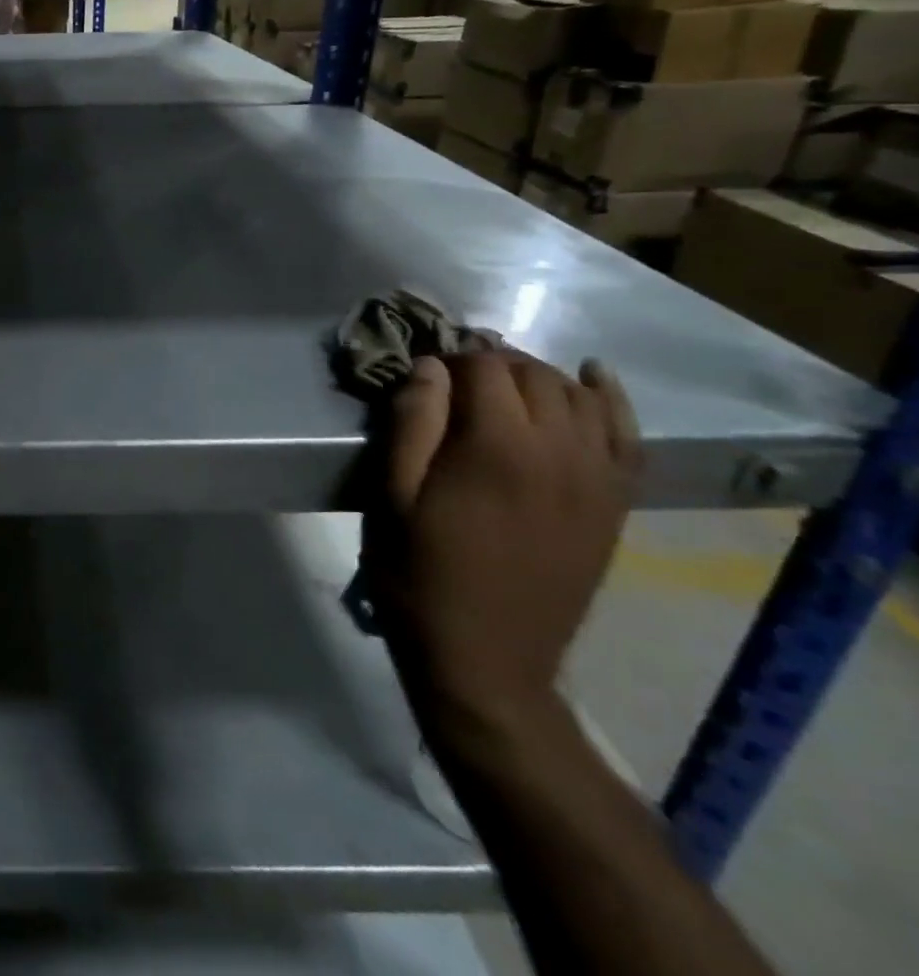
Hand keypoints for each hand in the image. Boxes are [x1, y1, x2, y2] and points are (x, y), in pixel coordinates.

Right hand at [363, 350, 639, 744]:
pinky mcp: (613, 505)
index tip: (422, 370)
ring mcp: (597, 480)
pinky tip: (595, 379)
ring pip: (580, 397)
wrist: (485, 661)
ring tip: (503, 382)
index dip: (450, 357)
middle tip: (452, 377)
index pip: (484, 367)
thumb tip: (429, 366)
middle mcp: (560, 452)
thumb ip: (411, 423)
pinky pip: (627, 437)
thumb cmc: (419, 573)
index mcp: (498, 447)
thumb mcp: (390, 496)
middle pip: (535, 375)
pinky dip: (612, 401)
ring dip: (540, 377)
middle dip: (492, 362)